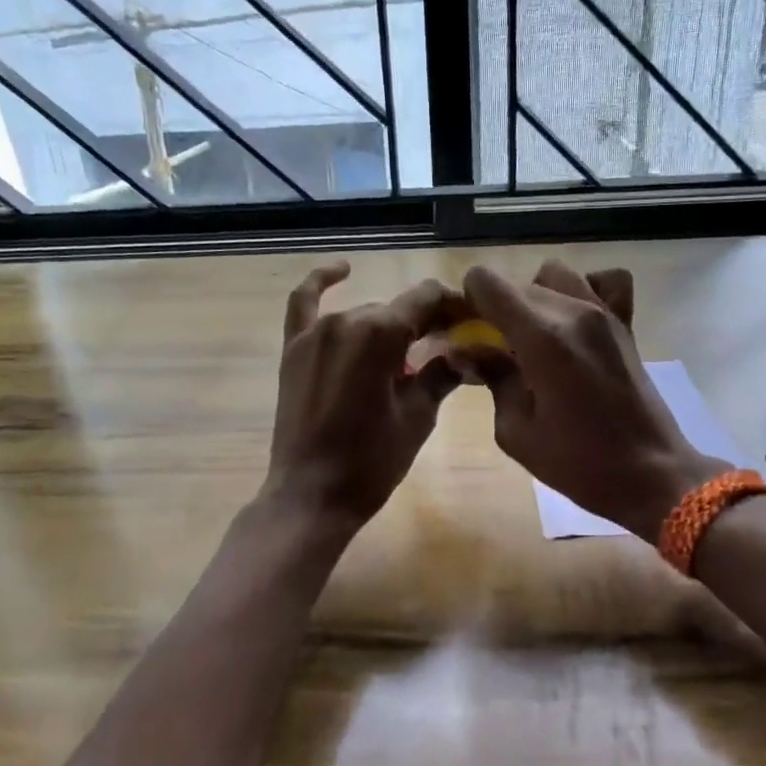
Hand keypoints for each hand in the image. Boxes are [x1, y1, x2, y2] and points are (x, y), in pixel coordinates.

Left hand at [265, 261, 465, 529]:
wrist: (312, 496)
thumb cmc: (372, 460)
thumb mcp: (418, 417)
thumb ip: (442, 374)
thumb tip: (466, 351)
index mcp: (380, 333)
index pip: (427, 300)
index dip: (454, 307)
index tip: (472, 322)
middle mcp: (346, 320)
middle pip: (396, 310)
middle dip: (425, 324)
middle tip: (446, 350)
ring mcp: (314, 333)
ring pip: (363, 314)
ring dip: (387, 327)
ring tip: (408, 353)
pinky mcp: (293, 349)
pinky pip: (303, 303)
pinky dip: (321, 282)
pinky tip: (342, 269)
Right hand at [463, 261, 723, 540]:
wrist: (652, 474)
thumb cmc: (579, 463)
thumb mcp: (516, 431)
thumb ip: (492, 378)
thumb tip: (466, 350)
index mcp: (541, 338)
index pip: (487, 283)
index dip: (468, 302)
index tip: (468, 332)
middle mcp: (573, 312)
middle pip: (517, 284)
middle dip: (497, 308)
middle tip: (494, 348)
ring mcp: (605, 313)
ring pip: (554, 275)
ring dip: (535, 297)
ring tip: (533, 336)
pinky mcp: (625, 323)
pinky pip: (603, 282)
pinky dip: (584, 290)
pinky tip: (573, 322)